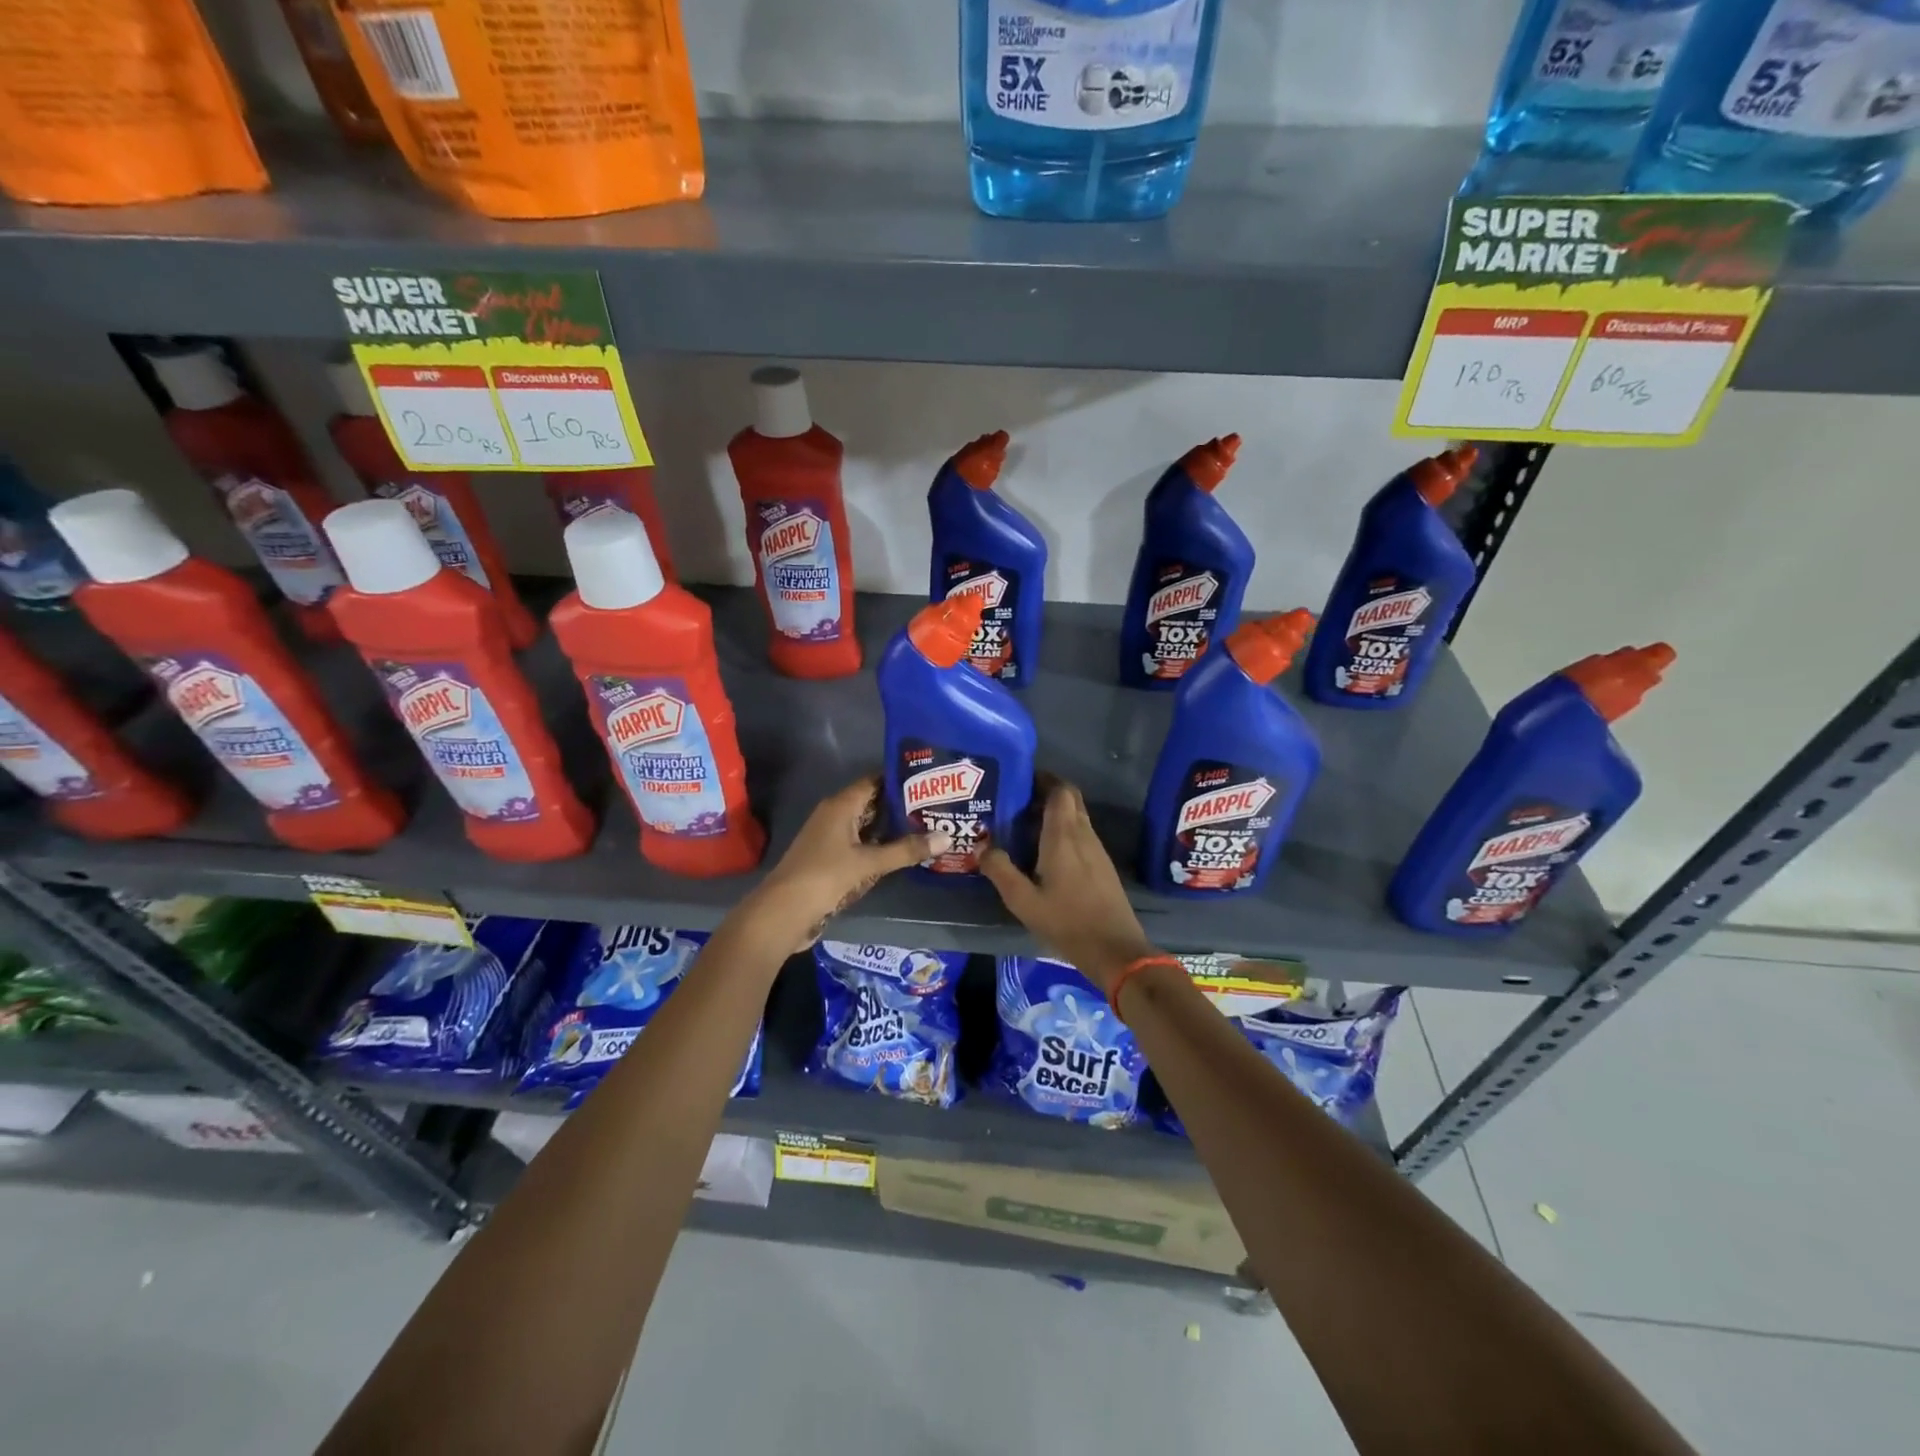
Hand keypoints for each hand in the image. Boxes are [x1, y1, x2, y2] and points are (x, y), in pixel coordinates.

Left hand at [755, 777, 946, 947]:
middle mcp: (834, 816)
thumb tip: (946, 837)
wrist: (783, 913)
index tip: (928, 780)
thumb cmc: (824, 877)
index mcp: (840, 806)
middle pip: (872, 803)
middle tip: (936, 805)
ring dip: (891, 828)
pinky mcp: (830, 859)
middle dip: (901, 805)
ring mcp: (831, 838)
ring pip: (867, 826)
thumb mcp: (869, 863)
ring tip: (927, 826)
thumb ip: (906, 850)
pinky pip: (860, 845)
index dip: (899, 779)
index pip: (874, 781)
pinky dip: (880, 846)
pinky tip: (902, 853)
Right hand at [980, 781, 1159, 993]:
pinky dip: (1062, 832)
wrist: (1115, 949)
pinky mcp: (1102, 865)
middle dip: (1046, 793)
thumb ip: (1000, 870)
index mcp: (1063, 835)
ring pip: (1076, 817)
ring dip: (1053, 814)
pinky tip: (1043, 852)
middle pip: (1069, 799)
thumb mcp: (1023, 900)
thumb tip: (981, 846)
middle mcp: (1083, 834)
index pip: (1060, 790)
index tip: (1019, 779)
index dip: (1042, 778)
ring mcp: (1097, 849)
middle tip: (1016, 801)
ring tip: (1023, 826)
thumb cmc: (1067, 922)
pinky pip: (1081, 835)